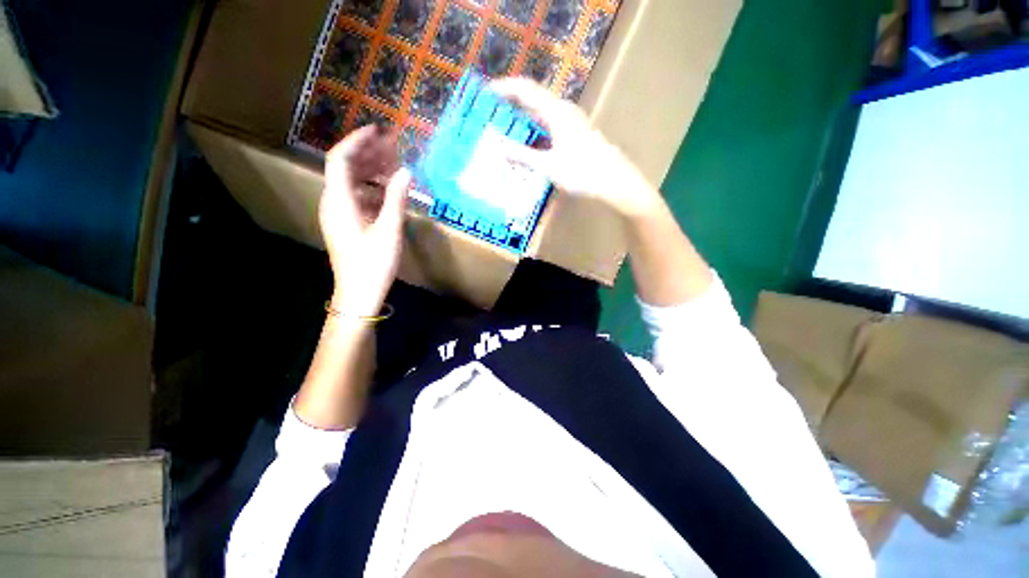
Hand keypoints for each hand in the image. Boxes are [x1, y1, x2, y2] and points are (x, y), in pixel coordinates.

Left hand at [320, 126, 410, 317]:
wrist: (358, 294)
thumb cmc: (373, 264)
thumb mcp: (389, 231)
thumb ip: (396, 199)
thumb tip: (406, 172)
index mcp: (339, 201)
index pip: (340, 159)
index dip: (357, 141)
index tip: (378, 130)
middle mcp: (334, 203)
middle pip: (346, 168)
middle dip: (368, 153)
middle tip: (393, 145)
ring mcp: (339, 214)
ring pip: (352, 183)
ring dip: (371, 171)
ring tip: (394, 164)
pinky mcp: (347, 224)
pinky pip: (357, 197)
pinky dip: (373, 189)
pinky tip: (389, 191)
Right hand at [490, 77, 661, 218]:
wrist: (613, 180)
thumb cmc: (581, 172)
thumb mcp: (548, 166)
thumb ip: (522, 155)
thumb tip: (498, 147)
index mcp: (556, 112)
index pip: (525, 89)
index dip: (504, 87)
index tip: (486, 92)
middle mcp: (563, 110)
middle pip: (533, 97)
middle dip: (511, 101)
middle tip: (492, 111)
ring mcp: (571, 120)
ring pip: (541, 110)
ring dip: (523, 114)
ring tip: (506, 124)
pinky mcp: (574, 131)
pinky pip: (548, 122)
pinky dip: (534, 126)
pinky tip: (528, 139)